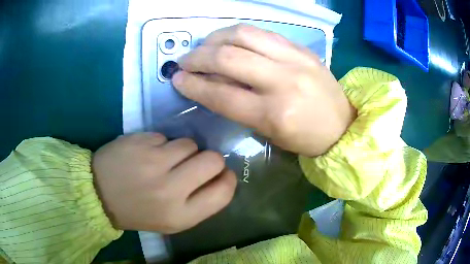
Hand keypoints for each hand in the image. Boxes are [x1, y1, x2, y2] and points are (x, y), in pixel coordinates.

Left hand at [92, 133, 236, 233]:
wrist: (99, 194)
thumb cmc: (138, 211)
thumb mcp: (171, 220)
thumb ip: (198, 203)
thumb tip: (219, 177)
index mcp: (180, 215)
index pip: (223, 192)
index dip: (228, 179)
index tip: (221, 174)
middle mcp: (170, 190)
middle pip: (213, 160)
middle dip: (210, 159)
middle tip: (195, 163)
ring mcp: (153, 163)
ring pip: (189, 143)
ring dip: (183, 150)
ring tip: (165, 159)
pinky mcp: (140, 142)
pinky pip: (166, 136)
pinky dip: (161, 144)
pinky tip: (147, 153)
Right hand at [173, 24, 355, 156]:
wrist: (342, 126)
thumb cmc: (304, 138)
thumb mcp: (267, 131)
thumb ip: (237, 104)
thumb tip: (210, 81)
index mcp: (273, 114)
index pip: (221, 94)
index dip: (193, 85)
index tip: (177, 79)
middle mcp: (283, 81)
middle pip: (228, 58)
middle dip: (198, 57)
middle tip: (185, 60)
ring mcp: (294, 59)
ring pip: (243, 34)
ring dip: (215, 38)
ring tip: (205, 45)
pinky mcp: (302, 48)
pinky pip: (262, 32)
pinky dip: (238, 34)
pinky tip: (229, 40)